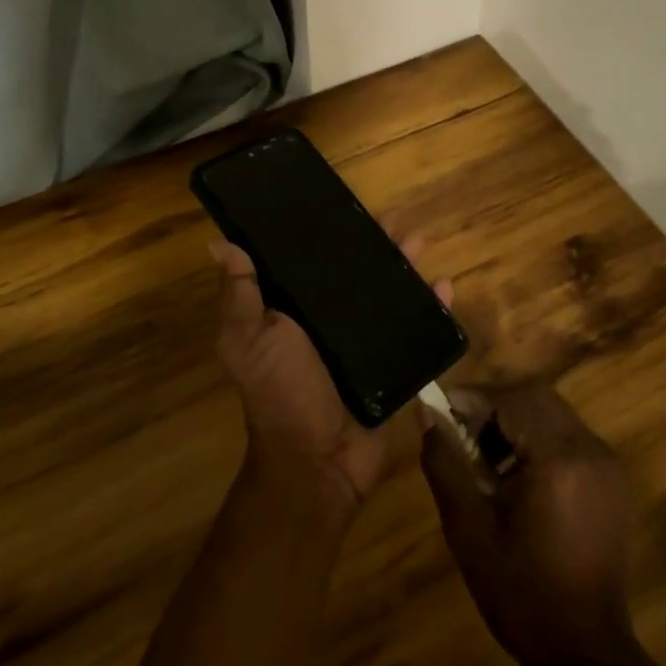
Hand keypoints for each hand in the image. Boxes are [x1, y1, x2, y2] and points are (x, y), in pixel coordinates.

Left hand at [211, 226, 453, 519]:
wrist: (319, 460)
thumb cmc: (280, 391)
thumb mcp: (248, 338)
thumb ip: (240, 294)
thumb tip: (220, 243)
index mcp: (294, 310)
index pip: (310, 261)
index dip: (325, 234)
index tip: (341, 205)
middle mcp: (330, 320)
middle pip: (356, 272)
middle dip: (375, 244)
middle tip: (392, 219)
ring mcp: (366, 341)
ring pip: (390, 292)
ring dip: (405, 266)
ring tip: (420, 242)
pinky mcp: (395, 362)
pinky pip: (418, 328)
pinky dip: (434, 306)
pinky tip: (445, 286)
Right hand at [421, 382, 662, 665]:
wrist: (586, 653)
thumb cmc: (520, 593)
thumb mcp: (469, 529)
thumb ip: (445, 463)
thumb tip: (427, 415)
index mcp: (558, 459)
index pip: (511, 399)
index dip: (472, 397)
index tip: (439, 408)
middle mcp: (590, 450)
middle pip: (535, 397)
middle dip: (493, 404)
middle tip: (458, 428)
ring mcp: (607, 463)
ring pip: (552, 412)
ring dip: (514, 419)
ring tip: (482, 452)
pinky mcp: (611, 479)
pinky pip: (568, 435)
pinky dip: (536, 437)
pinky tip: (513, 470)